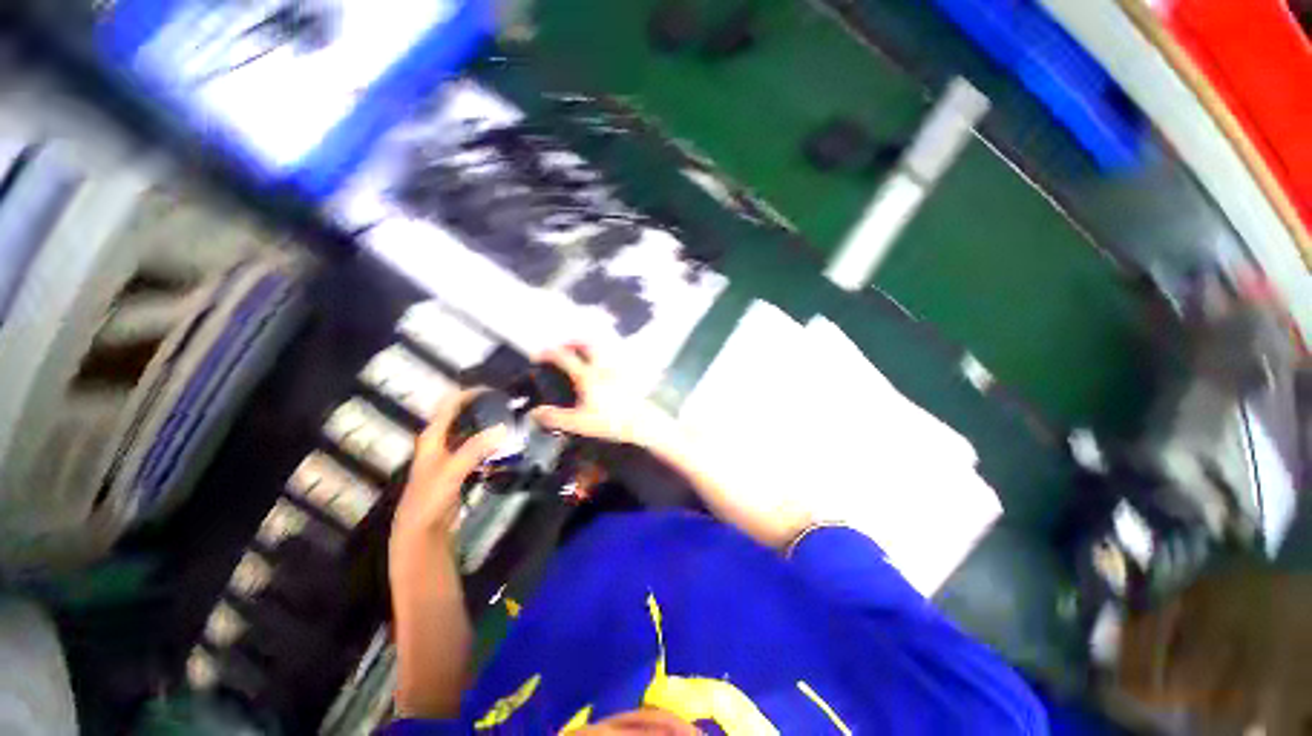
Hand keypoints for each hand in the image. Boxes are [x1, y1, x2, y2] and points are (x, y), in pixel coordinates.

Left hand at [394, 390, 506, 536]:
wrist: (422, 531)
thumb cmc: (430, 498)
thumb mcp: (452, 471)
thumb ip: (475, 448)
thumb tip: (503, 427)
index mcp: (432, 437)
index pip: (450, 405)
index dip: (470, 394)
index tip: (496, 390)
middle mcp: (440, 441)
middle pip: (462, 416)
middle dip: (483, 407)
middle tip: (509, 404)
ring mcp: (450, 455)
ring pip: (471, 432)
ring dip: (488, 425)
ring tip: (512, 420)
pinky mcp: (460, 468)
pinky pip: (478, 448)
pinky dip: (490, 443)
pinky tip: (506, 444)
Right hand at [529, 345, 673, 448]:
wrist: (642, 423)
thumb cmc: (610, 422)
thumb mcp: (579, 423)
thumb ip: (555, 418)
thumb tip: (535, 413)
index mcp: (587, 376)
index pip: (565, 357)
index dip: (550, 353)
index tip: (539, 354)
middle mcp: (602, 367)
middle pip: (588, 344)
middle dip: (574, 341)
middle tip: (565, 346)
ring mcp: (617, 370)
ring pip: (604, 349)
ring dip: (591, 346)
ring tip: (584, 353)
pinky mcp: (628, 376)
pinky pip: (616, 360)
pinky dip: (606, 358)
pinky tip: (605, 368)